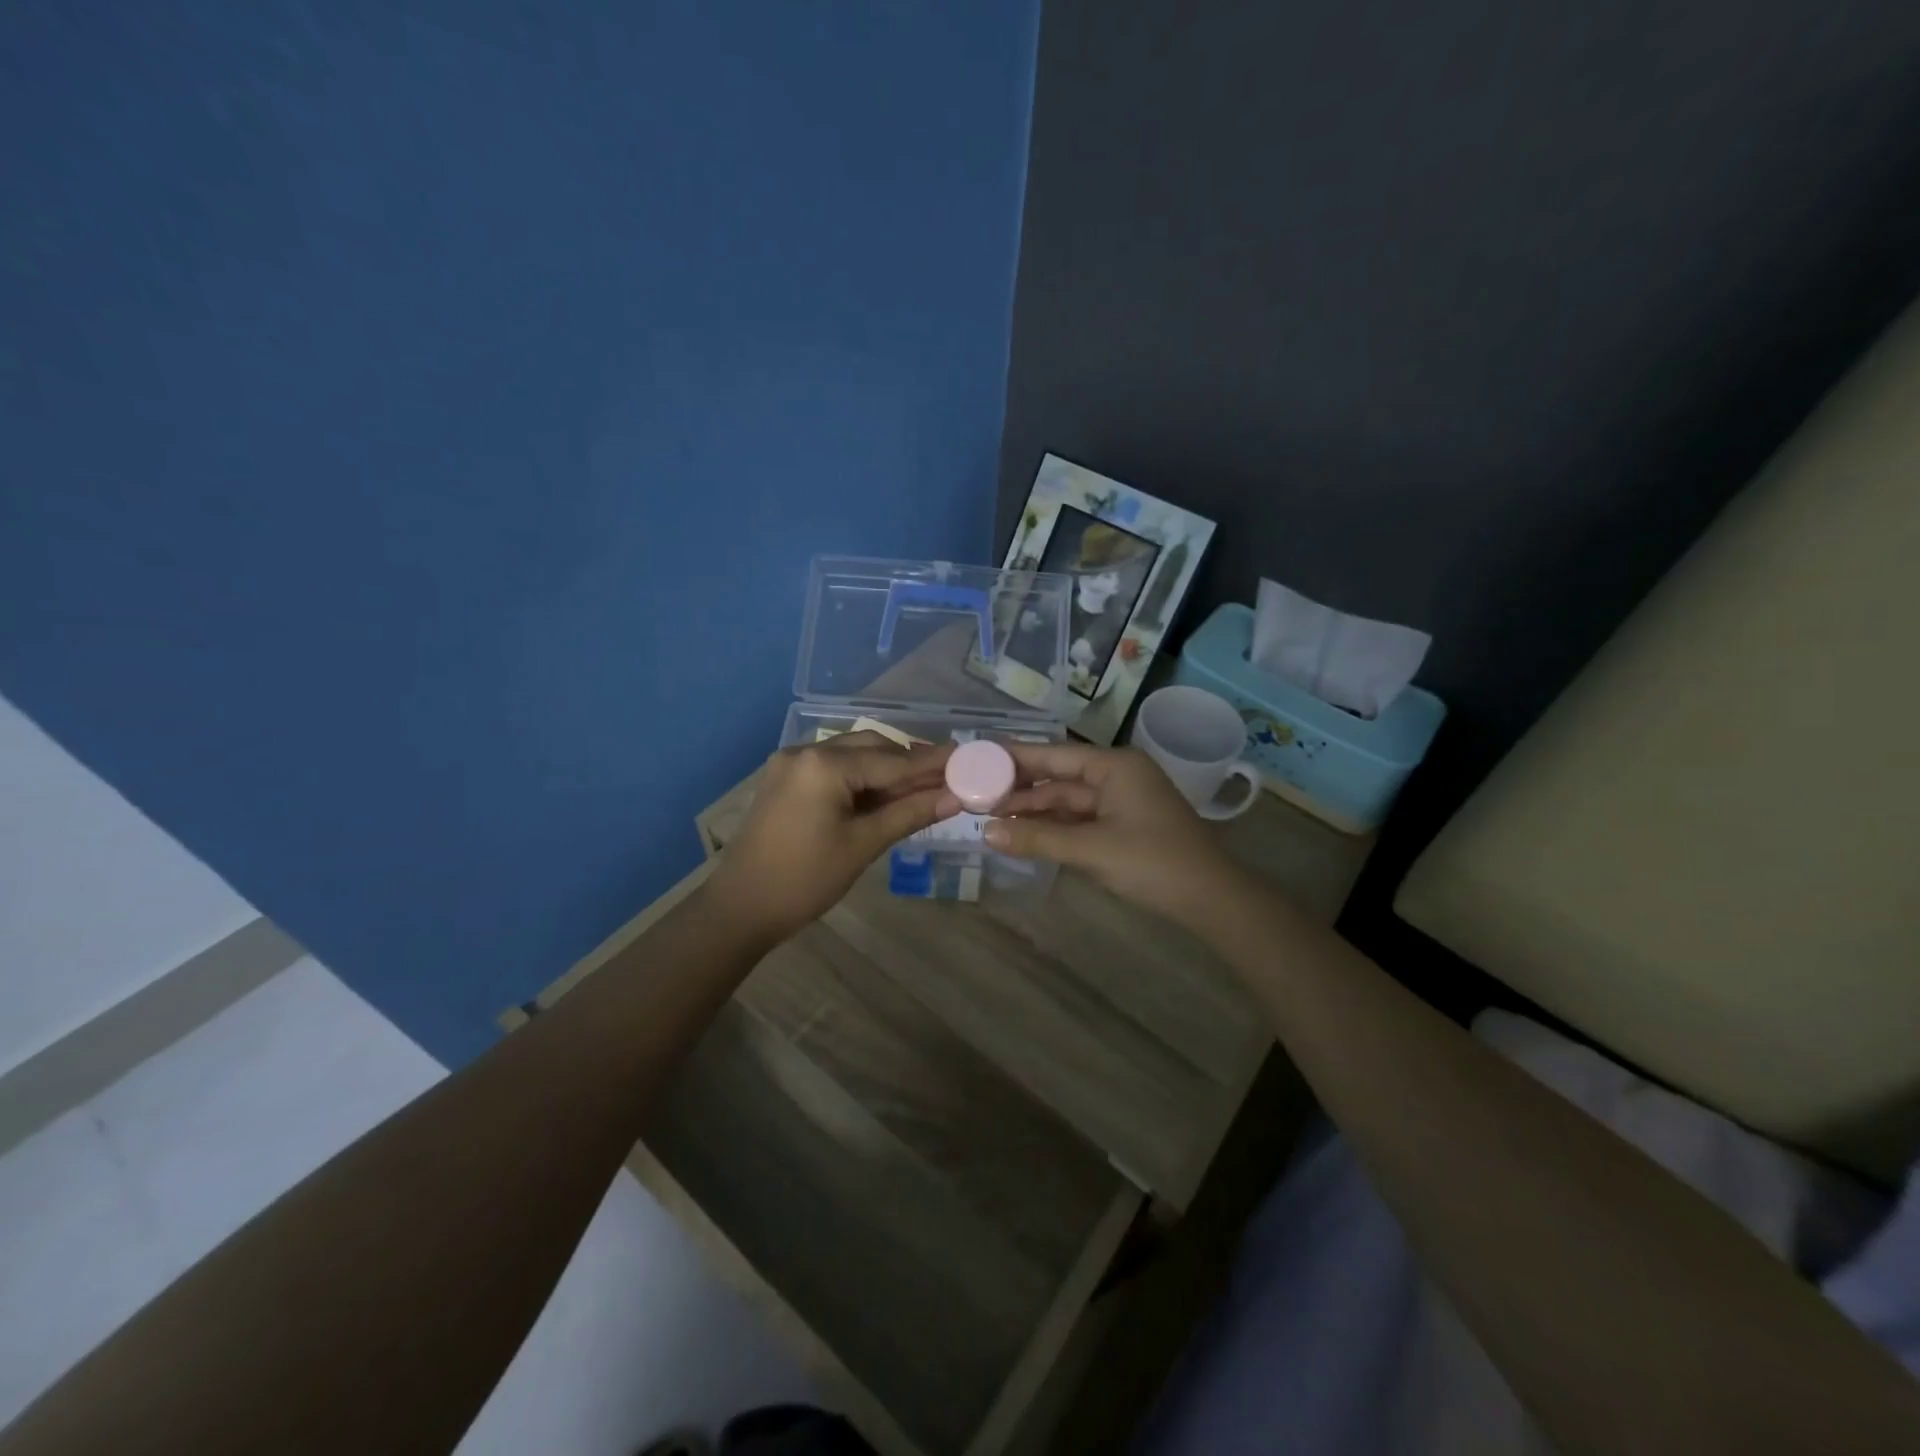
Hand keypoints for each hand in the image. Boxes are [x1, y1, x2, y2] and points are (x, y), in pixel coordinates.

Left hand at [706, 732, 958, 943]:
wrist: (740, 907)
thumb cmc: (805, 879)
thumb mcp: (864, 845)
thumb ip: (911, 813)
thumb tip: (957, 797)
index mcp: (825, 764)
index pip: (893, 760)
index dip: (933, 763)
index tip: (967, 758)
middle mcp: (807, 750)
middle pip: (873, 748)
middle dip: (910, 763)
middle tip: (948, 778)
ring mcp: (792, 763)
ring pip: (853, 755)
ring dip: (887, 770)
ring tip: (922, 790)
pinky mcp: (785, 779)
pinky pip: (834, 768)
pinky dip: (861, 779)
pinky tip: (884, 796)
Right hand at [984, 743, 1243, 924]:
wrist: (1210, 899)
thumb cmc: (1153, 863)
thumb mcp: (1091, 849)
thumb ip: (1038, 838)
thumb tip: (986, 832)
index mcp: (1114, 766)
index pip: (1053, 755)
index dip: (1014, 758)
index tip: (976, 760)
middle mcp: (1116, 775)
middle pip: (1058, 777)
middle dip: (1019, 789)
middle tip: (974, 796)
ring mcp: (1120, 800)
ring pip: (1066, 800)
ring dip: (1033, 810)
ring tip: (989, 817)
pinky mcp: (1122, 824)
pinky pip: (1078, 818)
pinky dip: (1053, 826)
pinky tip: (1022, 833)